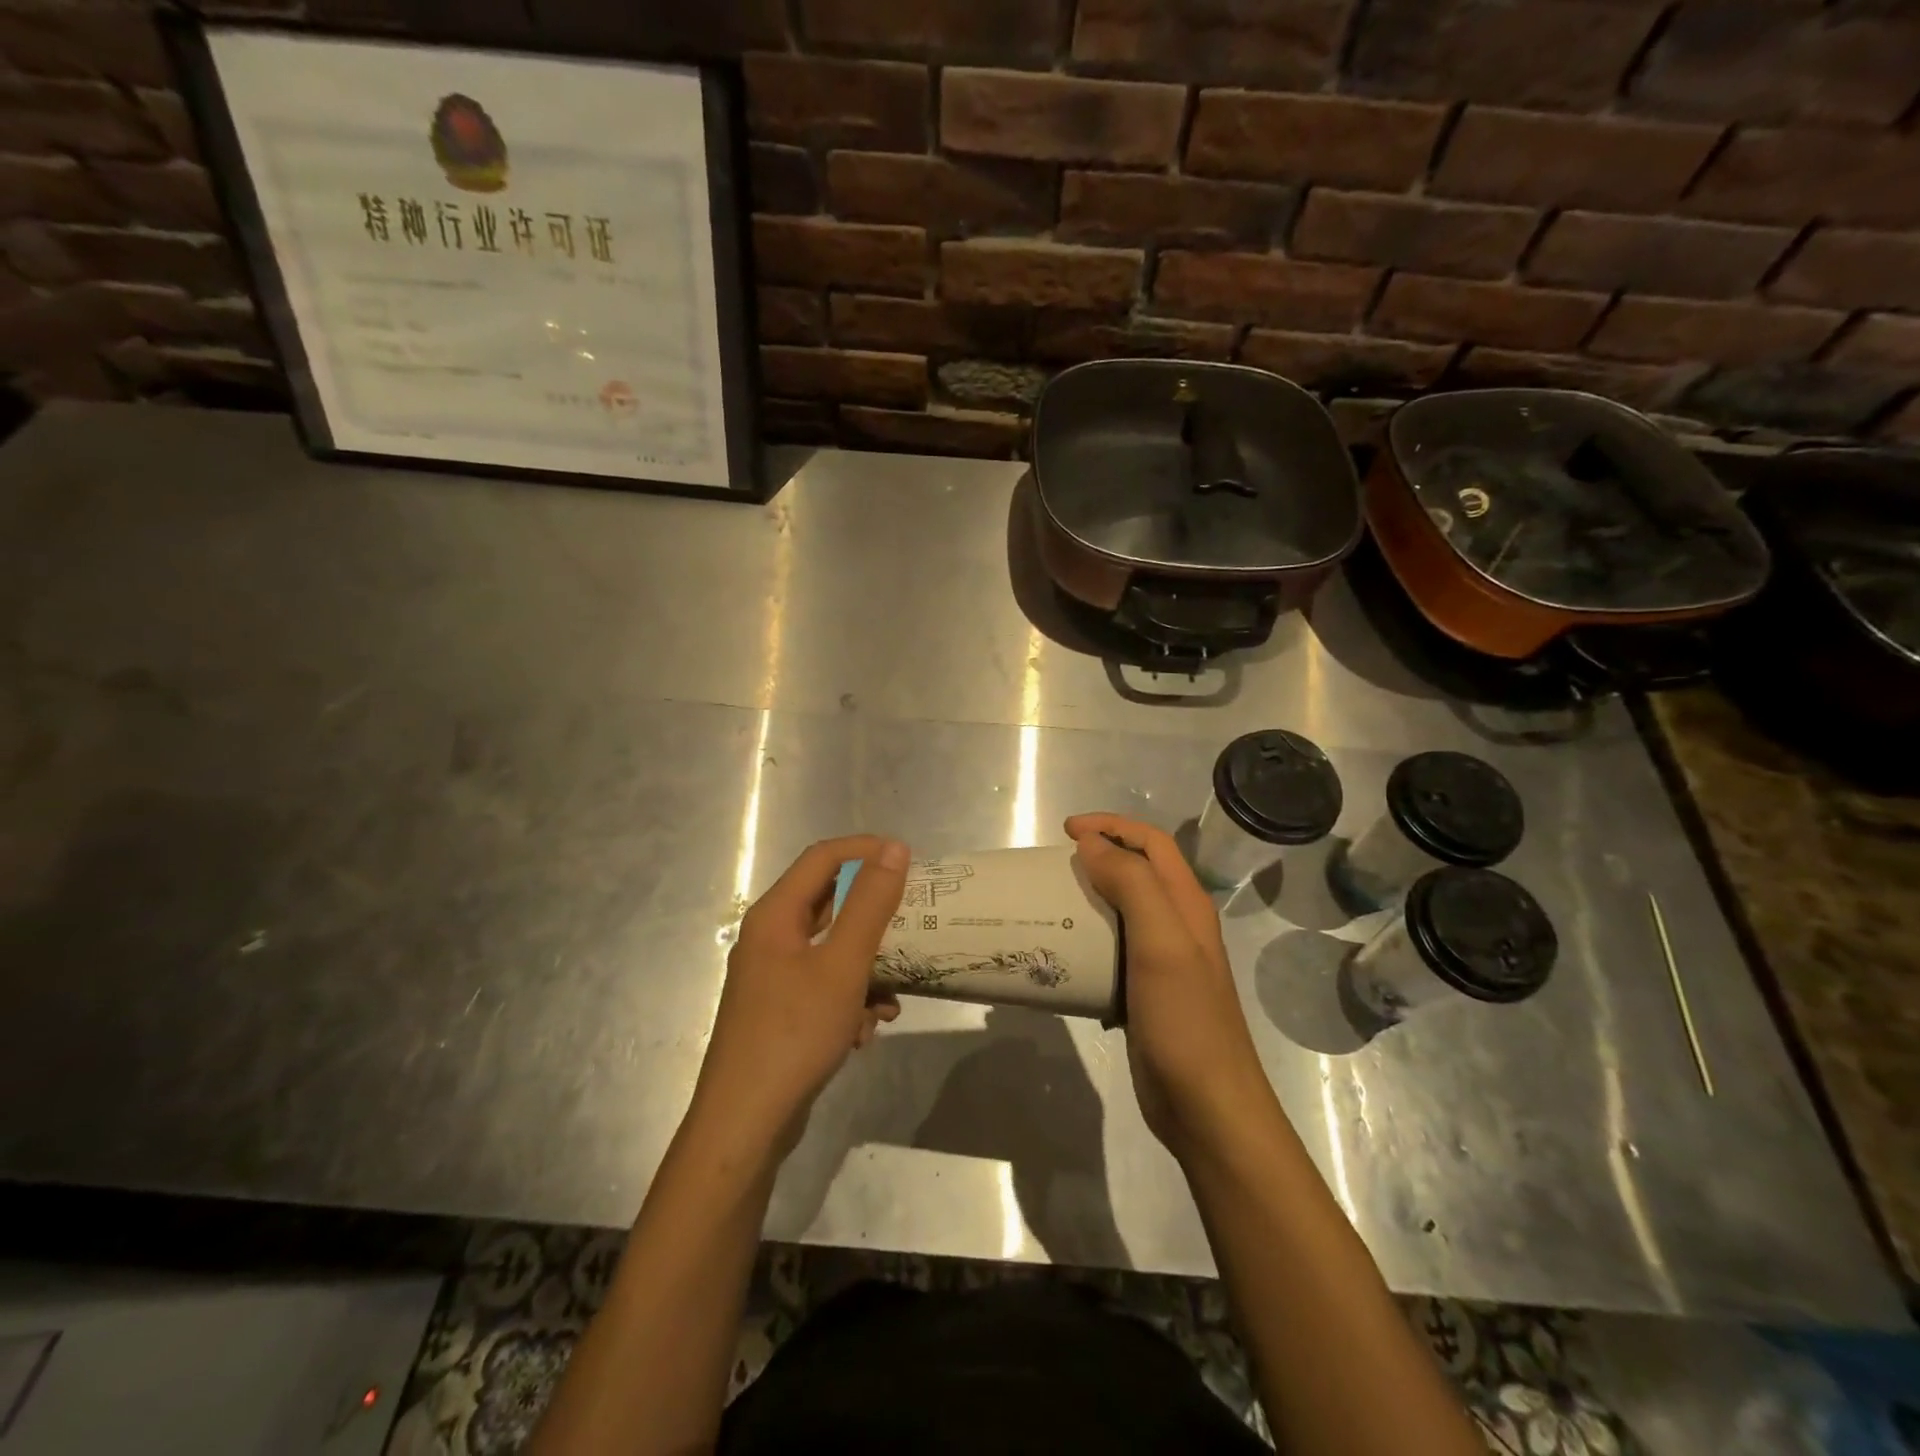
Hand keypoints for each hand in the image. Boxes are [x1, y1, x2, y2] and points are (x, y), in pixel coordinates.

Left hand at [689, 836, 908, 1157]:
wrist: (745, 1125)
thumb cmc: (794, 1034)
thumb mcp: (842, 965)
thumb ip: (870, 904)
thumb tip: (893, 848)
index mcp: (775, 915)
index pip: (823, 857)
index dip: (866, 850)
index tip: (910, 861)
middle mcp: (770, 937)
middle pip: (830, 904)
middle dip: (875, 916)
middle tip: (914, 922)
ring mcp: (773, 976)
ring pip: (833, 949)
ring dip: (868, 966)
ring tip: (892, 995)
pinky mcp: (781, 1010)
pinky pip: (825, 985)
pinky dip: (851, 998)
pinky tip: (867, 1031)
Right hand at [1067, 814, 1270, 1161]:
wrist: (1206, 1107)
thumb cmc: (1185, 1020)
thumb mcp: (1161, 943)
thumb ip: (1133, 885)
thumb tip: (1092, 844)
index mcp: (1187, 906)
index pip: (1152, 844)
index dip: (1112, 826)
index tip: (1067, 831)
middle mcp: (1178, 926)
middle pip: (1139, 872)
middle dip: (1100, 855)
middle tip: (1056, 864)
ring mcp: (1162, 962)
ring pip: (1123, 910)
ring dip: (1090, 896)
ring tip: (1052, 900)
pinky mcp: (1144, 993)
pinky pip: (1112, 949)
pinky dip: (1088, 937)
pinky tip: (1064, 952)